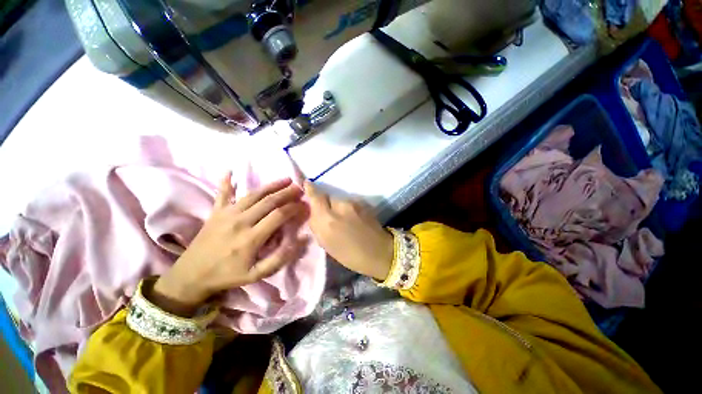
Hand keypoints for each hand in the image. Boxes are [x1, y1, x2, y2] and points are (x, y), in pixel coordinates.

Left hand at [150, 173, 309, 316]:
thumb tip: (301, 239)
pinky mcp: (215, 211)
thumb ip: (280, 258)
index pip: (278, 216)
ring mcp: (226, 214)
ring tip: (286, 179)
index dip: (293, 208)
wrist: (191, 275)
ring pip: (253, 194)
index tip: (304, 204)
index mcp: (251, 238)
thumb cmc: (228, 275)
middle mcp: (240, 221)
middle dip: (287, 193)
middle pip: (268, 201)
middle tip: (299, 188)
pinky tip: (230, 170)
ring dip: (271, 185)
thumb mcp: (256, 274)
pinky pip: (222, 193)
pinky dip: (227, 181)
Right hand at [304, 181, 392, 280]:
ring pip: (339, 200)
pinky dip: (347, 208)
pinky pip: (349, 202)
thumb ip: (318, 226)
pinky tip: (353, 218)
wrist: (380, 252)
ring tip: (343, 219)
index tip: (307, 184)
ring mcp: (353, 203)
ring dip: (337, 206)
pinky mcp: (363, 203)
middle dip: (325, 203)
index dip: (310, 189)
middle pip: (327, 197)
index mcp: (328, 220)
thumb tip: (314, 213)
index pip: (316, 197)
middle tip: (329, 215)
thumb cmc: (351, 255)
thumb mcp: (328, 245)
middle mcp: (340, 206)